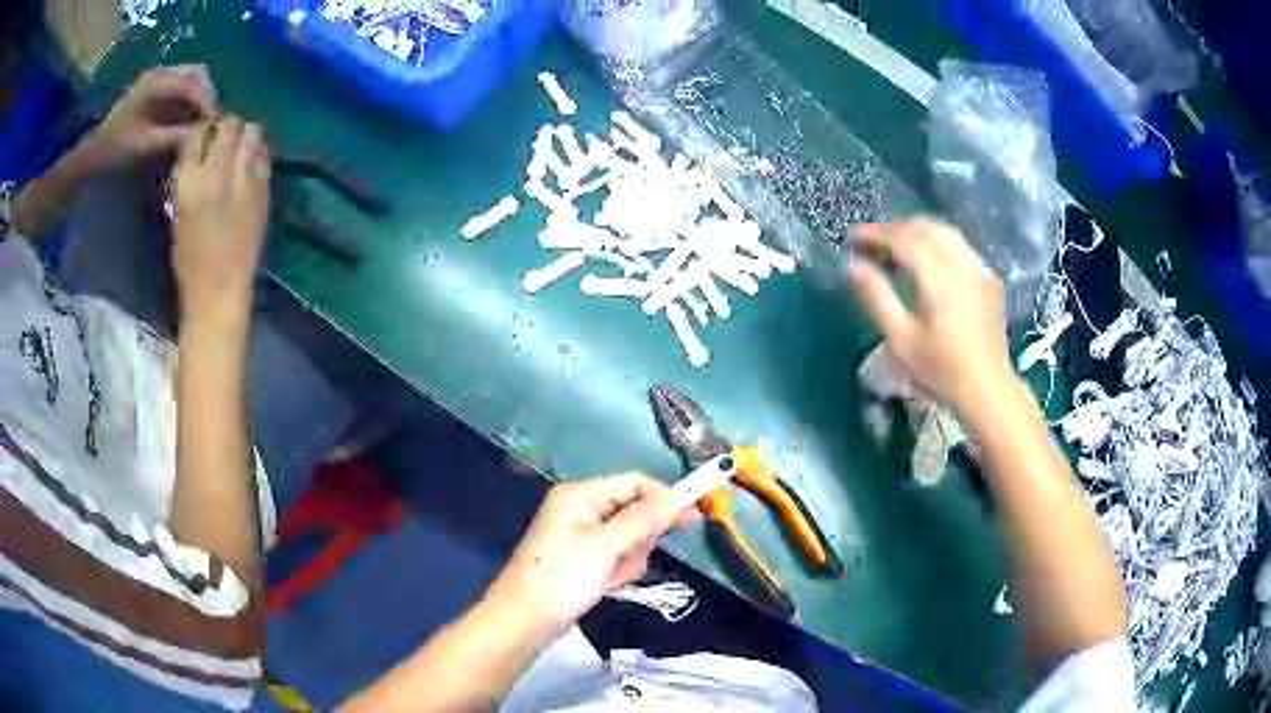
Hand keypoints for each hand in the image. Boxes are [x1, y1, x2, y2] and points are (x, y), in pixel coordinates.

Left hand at [78, 65, 218, 171]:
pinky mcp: (158, 93)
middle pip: (196, 75)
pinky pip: (183, 92)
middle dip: (208, 97)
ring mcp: (159, 81)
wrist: (91, 156)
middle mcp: (161, 74)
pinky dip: (192, 104)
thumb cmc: (113, 151)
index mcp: (156, 81)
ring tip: (207, 123)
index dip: (208, 99)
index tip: (218, 121)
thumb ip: (173, 137)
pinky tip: (194, 122)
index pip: (192, 81)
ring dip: (201, 100)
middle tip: (216, 122)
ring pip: (192, 82)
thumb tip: (202, 135)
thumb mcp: (143, 146)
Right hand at [172, 116, 271, 320]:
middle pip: (230, 123)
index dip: (202, 127)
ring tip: (238, 146)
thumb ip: (189, 174)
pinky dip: (258, 151)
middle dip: (226, 124)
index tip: (203, 133)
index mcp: (192, 182)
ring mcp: (247, 179)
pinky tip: (251, 162)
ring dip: (245, 133)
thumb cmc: (189, 260)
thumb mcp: (178, 211)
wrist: (220, 292)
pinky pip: (264, 155)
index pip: (199, 132)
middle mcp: (220, 173)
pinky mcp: (265, 190)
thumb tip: (200, 148)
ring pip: (253, 131)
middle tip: (223, 135)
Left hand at [484, 474, 699, 636]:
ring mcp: (581, 535)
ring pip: (629, 537)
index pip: (634, 483)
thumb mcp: (606, 546)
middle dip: (639, 537)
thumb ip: (643, 520)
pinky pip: (616, 556)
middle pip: (633, 510)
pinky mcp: (583, 559)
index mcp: (581, 494)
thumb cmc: (563, 577)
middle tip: (627, 558)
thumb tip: (679, 497)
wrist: (525, 620)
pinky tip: (605, 584)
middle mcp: (581, 509)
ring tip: (611, 576)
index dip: (663, 498)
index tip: (692, 518)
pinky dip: (617, 570)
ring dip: (629, 557)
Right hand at [848, 217, 1014, 410]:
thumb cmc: (941, 368)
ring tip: (896, 246)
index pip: (902, 238)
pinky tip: (927, 258)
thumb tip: (853, 265)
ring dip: (917, 231)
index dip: (876, 233)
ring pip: (944, 231)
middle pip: (924, 228)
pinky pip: (959, 245)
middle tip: (872, 242)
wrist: (987, 387)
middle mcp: (960, 261)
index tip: (853, 237)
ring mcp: (978, 267)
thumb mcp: (901, 338)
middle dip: (895, 229)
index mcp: (938, 275)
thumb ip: (877, 297)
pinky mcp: (987, 277)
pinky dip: (937, 241)